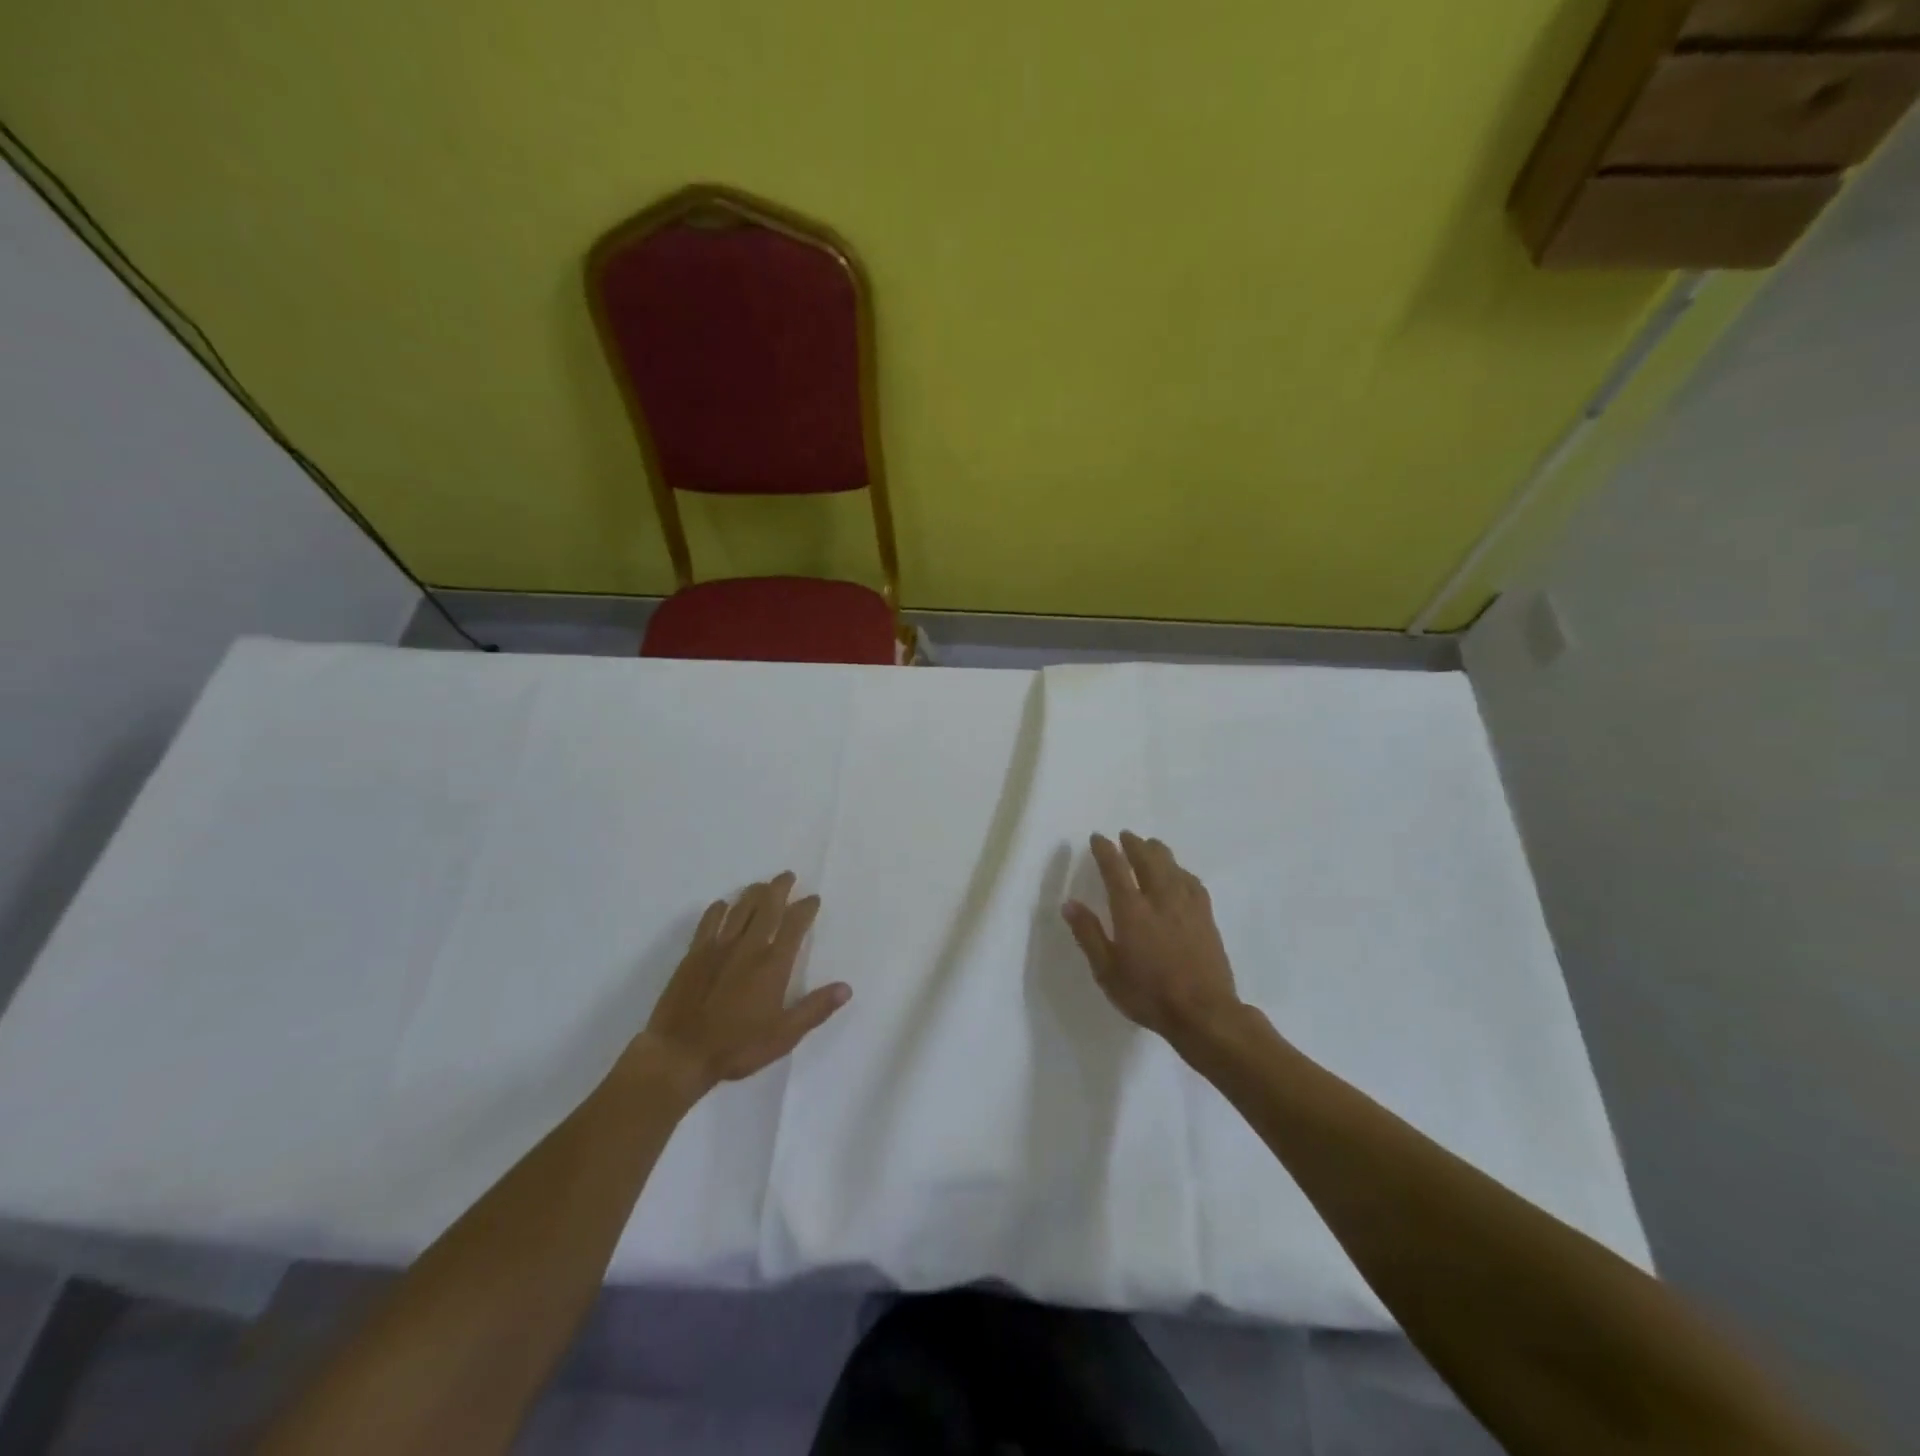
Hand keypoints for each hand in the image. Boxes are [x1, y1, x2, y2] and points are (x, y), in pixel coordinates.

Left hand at [632, 874, 850, 1100]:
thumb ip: (815, 1009)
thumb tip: (846, 987)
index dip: (805, 908)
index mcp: (773, 964)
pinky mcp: (694, 955)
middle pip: (767, 907)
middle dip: (779, 889)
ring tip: (762, 885)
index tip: (813, 898)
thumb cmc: (736, 1047)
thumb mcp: (784, 1035)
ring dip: (753, 893)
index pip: (794, 925)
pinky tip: (722, 905)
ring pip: (740, 910)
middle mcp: (748, 947)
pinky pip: (708, 923)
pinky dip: (718, 910)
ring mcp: (718, 948)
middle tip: (787, 875)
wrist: (679, 1053)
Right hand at [1063, 832, 1241, 1049]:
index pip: (1115, 869)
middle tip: (1126, 835)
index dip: (1105, 850)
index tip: (1097, 837)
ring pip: (1172, 866)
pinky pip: (1193, 882)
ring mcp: (1187, 906)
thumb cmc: (1149, 994)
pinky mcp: (1207, 917)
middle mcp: (1160, 899)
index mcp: (1132, 910)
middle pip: (1147, 859)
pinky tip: (1180, 874)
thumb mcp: (1107, 971)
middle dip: (1134, 844)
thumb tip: (1070, 903)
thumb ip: (1089, 934)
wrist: (1204, 1013)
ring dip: (1159, 852)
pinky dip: (1181, 871)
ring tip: (1151, 845)